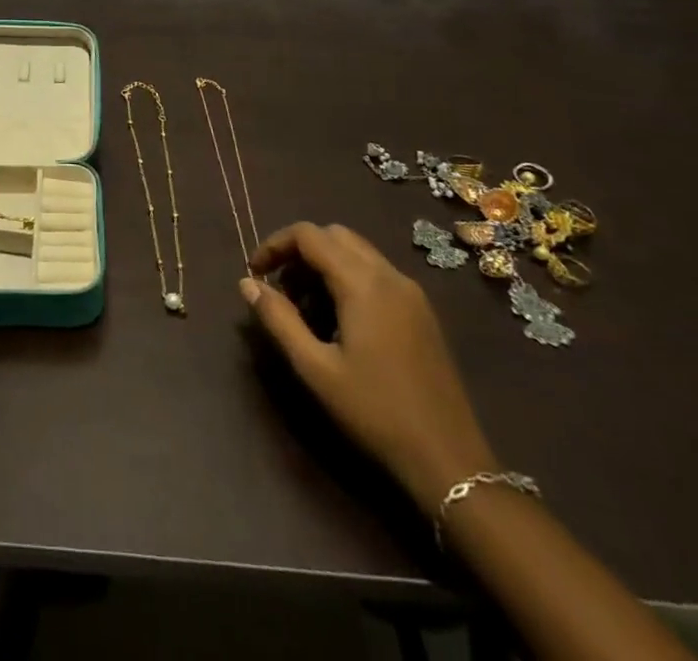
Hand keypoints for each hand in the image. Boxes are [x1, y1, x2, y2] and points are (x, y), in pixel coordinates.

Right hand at [241, 222, 497, 513]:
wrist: (451, 462)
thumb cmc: (375, 412)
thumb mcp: (315, 368)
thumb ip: (278, 319)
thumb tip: (247, 283)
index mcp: (363, 283)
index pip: (308, 235)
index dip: (275, 245)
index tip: (255, 273)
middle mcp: (390, 275)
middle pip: (334, 236)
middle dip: (299, 253)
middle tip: (280, 290)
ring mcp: (411, 293)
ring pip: (356, 253)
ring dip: (323, 266)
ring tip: (305, 310)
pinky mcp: (422, 313)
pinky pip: (376, 274)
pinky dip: (347, 279)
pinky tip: (338, 323)